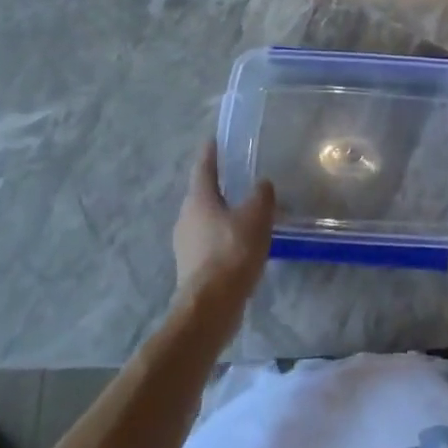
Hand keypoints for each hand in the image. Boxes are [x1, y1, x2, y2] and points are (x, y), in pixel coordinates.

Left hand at [173, 139, 275, 307]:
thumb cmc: (232, 252)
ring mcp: (186, 244)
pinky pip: (209, 242)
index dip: (211, 152)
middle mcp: (186, 217)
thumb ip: (261, 195)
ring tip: (245, 212)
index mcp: (198, 198)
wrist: (210, 308)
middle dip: (219, 185)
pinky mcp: (191, 268)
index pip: (204, 166)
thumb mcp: (256, 217)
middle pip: (202, 194)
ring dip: (222, 214)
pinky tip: (241, 244)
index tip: (215, 139)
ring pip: (205, 220)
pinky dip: (223, 237)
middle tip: (238, 176)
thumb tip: (262, 184)